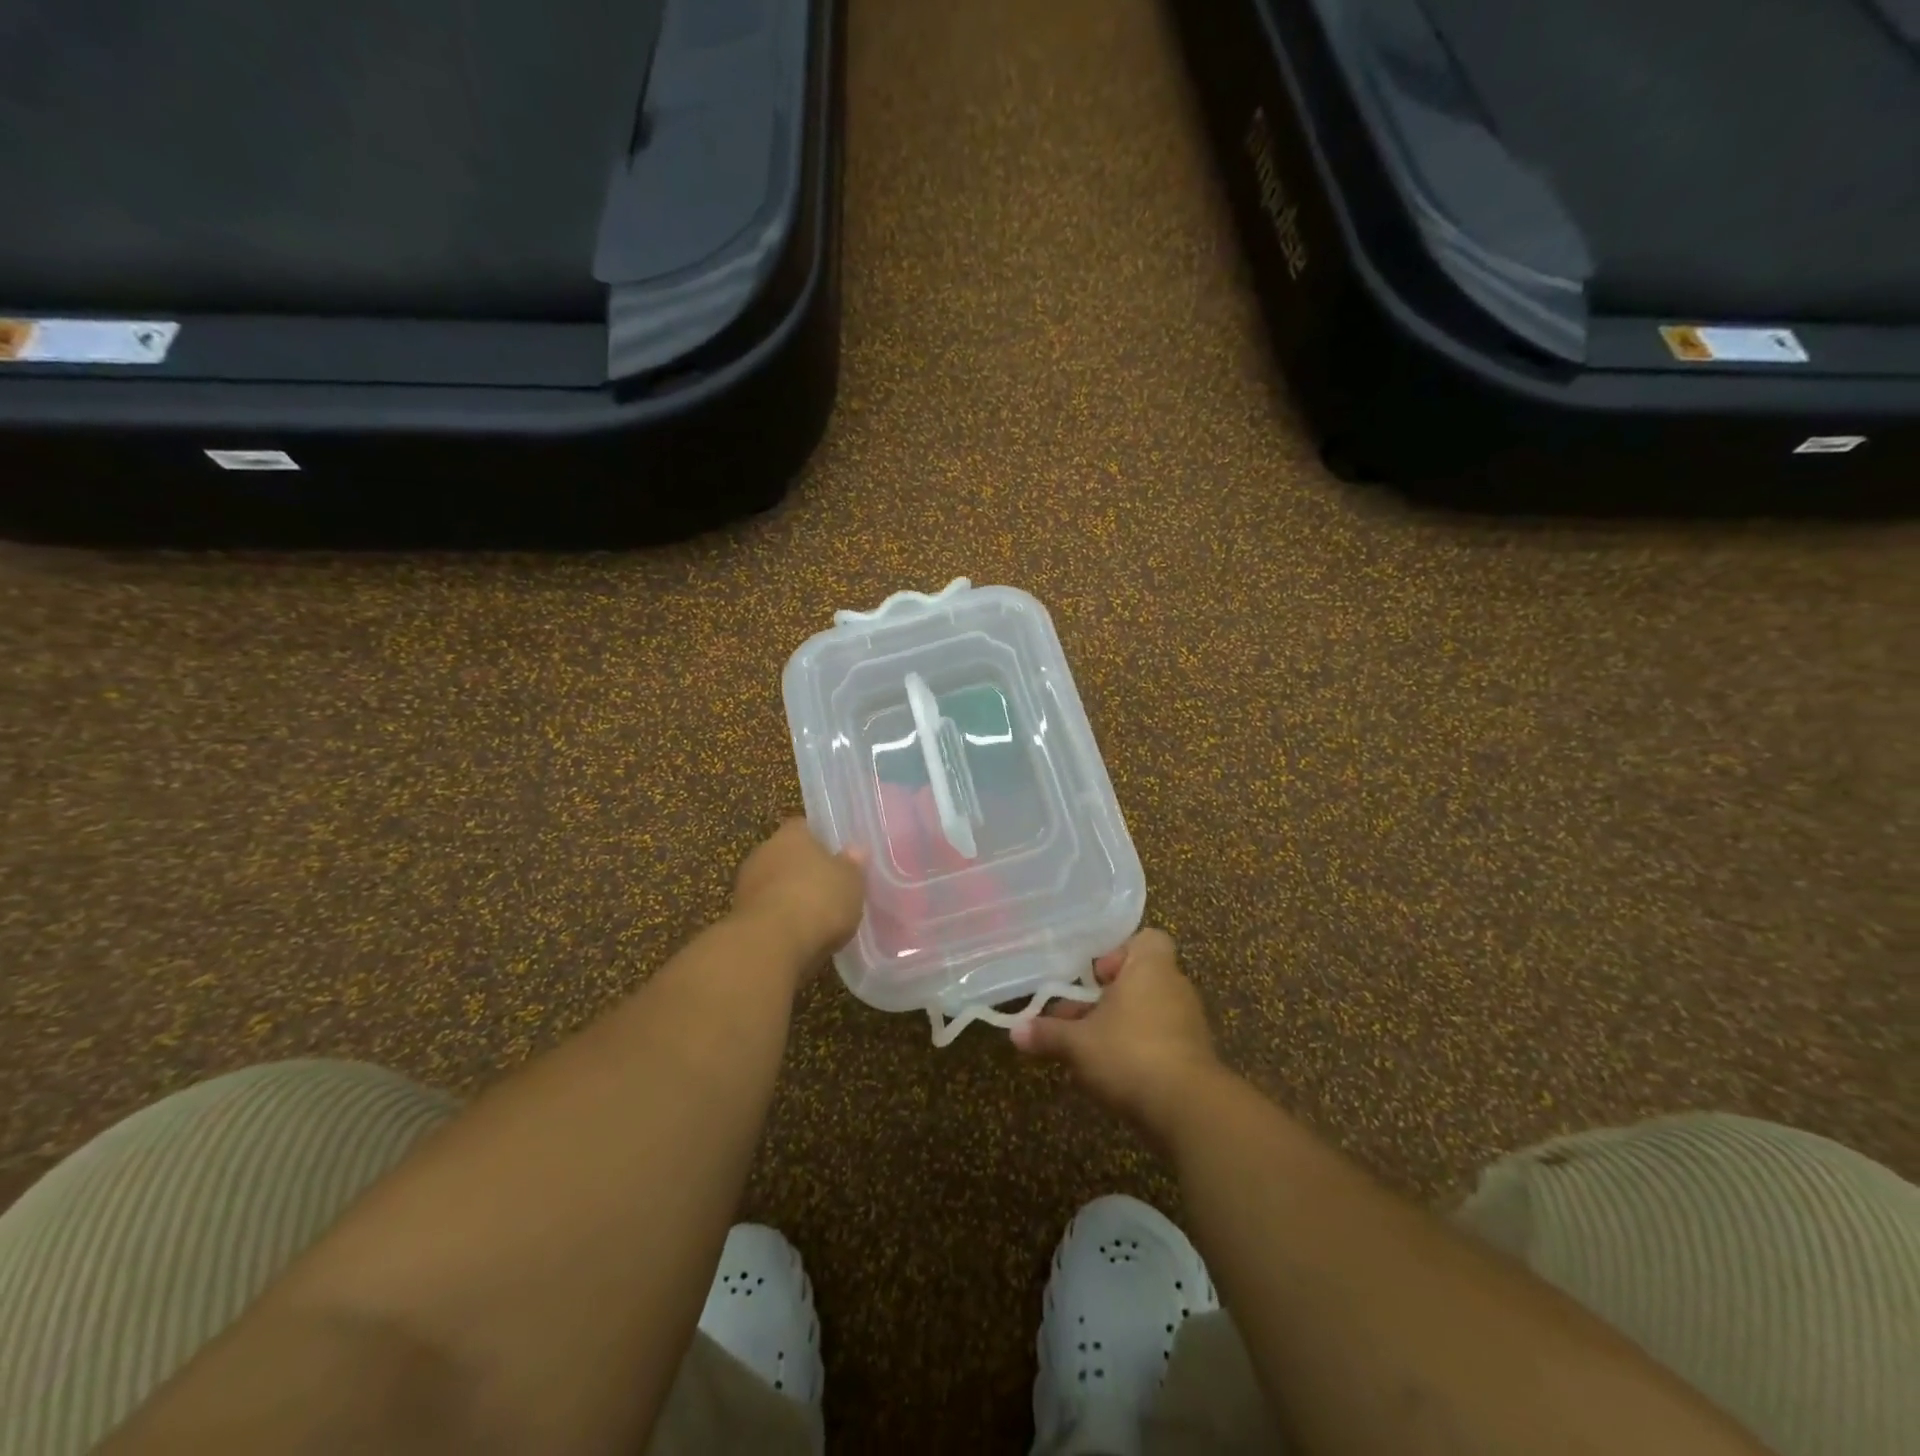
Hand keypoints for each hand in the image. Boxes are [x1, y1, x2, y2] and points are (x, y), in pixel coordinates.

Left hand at [731, 819, 866, 973]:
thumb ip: (852, 865)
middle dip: (802, 870)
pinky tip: (797, 936)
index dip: (819, 840)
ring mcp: (746, 885)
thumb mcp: (850, 881)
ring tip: (814, 916)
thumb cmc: (818, 900)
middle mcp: (763, 852)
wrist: (770, 944)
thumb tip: (855, 850)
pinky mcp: (738, 917)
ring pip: (773, 884)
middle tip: (827, 887)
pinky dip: (778, 920)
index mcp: (791, 835)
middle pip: (786, 856)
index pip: (804, 827)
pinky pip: (765, 912)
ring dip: (788, 897)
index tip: (834, 855)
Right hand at [1011, 929, 1222, 1141]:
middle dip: (1107, 998)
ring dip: (1121, 1026)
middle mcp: (1175, 987)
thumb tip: (1015, 1032)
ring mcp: (1189, 1023)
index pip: (1146, 940)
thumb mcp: (1078, 1043)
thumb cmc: (1129, 1053)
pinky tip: (1114, 1074)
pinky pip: (1162, 1040)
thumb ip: (1047, 1034)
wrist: (1189, 1109)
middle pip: (1139, 979)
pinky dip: (1139, 1050)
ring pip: (1148, 1012)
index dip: (1119, 953)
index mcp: (1150, 968)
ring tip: (1088, 1051)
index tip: (1095, 977)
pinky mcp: (1196, 1057)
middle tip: (1076, 1019)